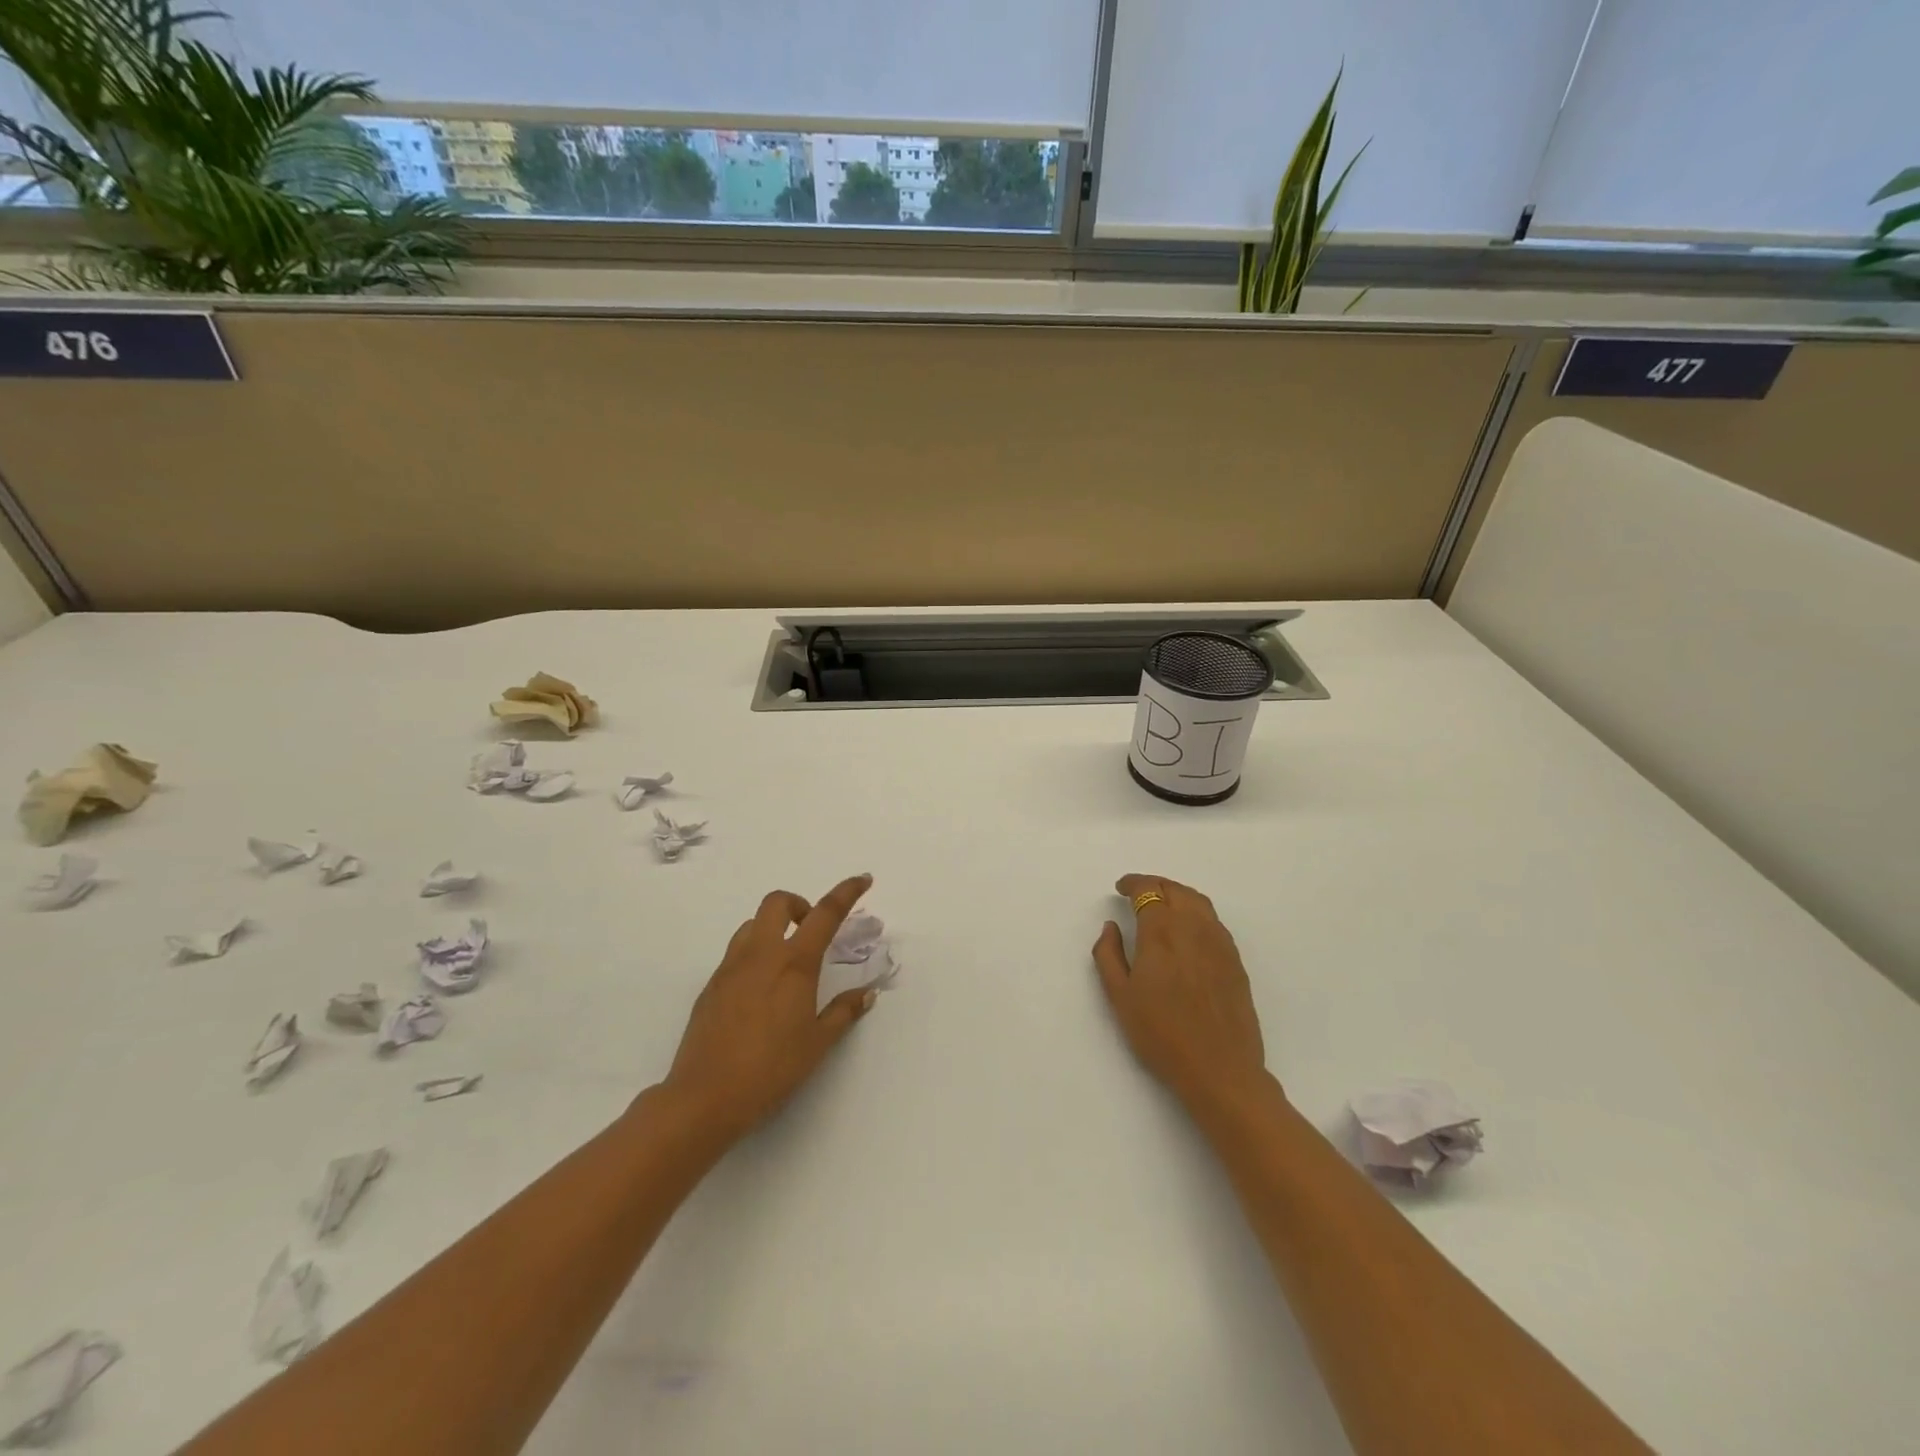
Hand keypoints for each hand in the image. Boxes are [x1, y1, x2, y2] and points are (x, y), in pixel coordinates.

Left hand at [662, 873, 878, 1141]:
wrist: (704, 1097)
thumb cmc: (771, 1069)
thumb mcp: (818, 1043)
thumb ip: (844, 1012)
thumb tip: (866, 993)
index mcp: (794, 963)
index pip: (825, 913)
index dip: (847, 892)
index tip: (863, 879)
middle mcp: (761, 954)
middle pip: (778, 902)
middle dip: (799, 904)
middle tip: (812, 931)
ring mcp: (731, 967)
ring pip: (752, 924)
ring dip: (773, 928)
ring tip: (786, 962)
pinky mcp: (711, 985)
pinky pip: (736, 952)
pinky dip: (754, 953)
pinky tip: (761, 991)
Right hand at [1092, 874, 1270, 1115]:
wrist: (1220, 1069)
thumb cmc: (1161, 1034)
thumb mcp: (1120, 997)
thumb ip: (1108, 955)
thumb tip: (1110, 927)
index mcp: (1162, 931)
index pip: (1148, 890)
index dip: (1133, 884)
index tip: (1121, 888)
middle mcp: (1193, 927)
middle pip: (1175, 890)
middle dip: (1155, 885)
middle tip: (1138, 893)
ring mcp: (1219, 943)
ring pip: (1198, 902)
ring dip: (1177, 894)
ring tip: (1163, 905)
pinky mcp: (1235, 960)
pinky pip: (1213, 922)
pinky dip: (1196, 913)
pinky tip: (1188, 931)